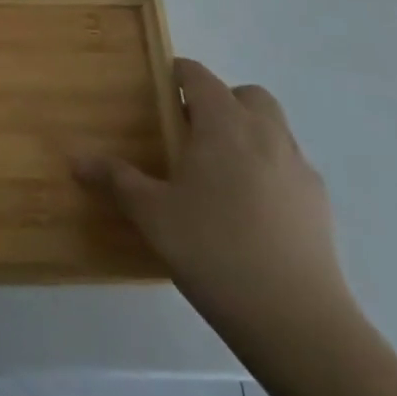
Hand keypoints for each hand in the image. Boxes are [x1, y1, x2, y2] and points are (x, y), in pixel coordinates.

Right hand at [76, 59, 357, 357]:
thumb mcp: (152, 214)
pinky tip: (247, 208)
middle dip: (220, 100)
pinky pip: (288, 166)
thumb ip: (116, 180)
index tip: (155, 89)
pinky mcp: (319, 205)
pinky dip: (267, 168)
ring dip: (247, 132)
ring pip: (274, 128)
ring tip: (216, 170)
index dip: (177, 74)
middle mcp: (266, 135)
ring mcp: (299, 169)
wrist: (298, 321)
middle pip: (247, 95)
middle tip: (189, 130)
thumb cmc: (214, 251)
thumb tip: (77, 160)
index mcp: (224, 125)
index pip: (200, 76)